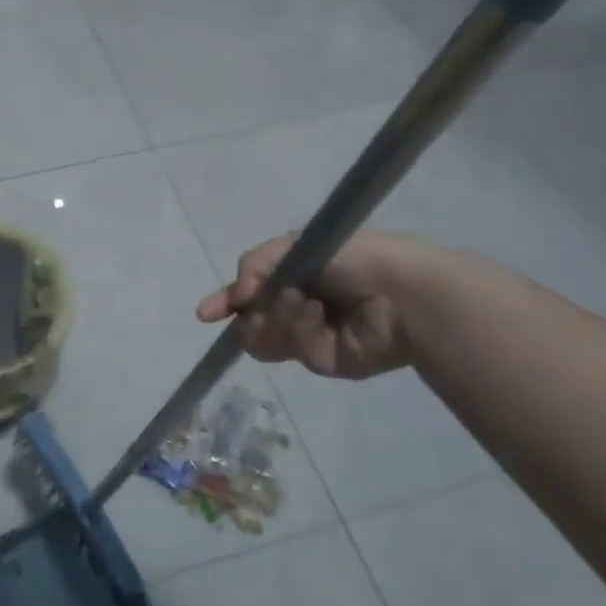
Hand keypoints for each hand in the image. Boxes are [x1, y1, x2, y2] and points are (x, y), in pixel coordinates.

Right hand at [196, 231, 423, 379]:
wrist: (401, 293)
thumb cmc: (351, 258)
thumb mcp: (295, 246)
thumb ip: (255, 265)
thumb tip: (238, 297)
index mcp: (293, 275)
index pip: (249, 291)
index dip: (225, 302)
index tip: (204, 314)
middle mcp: (296, 305)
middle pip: (250, 319)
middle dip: (251, 311)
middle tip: (260, 302)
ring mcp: (308, 335)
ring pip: (264, 337)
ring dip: (275, 316)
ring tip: (302, 303)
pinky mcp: (321, 360)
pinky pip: (291, 349)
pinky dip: (299, 330)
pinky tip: (321, 319)